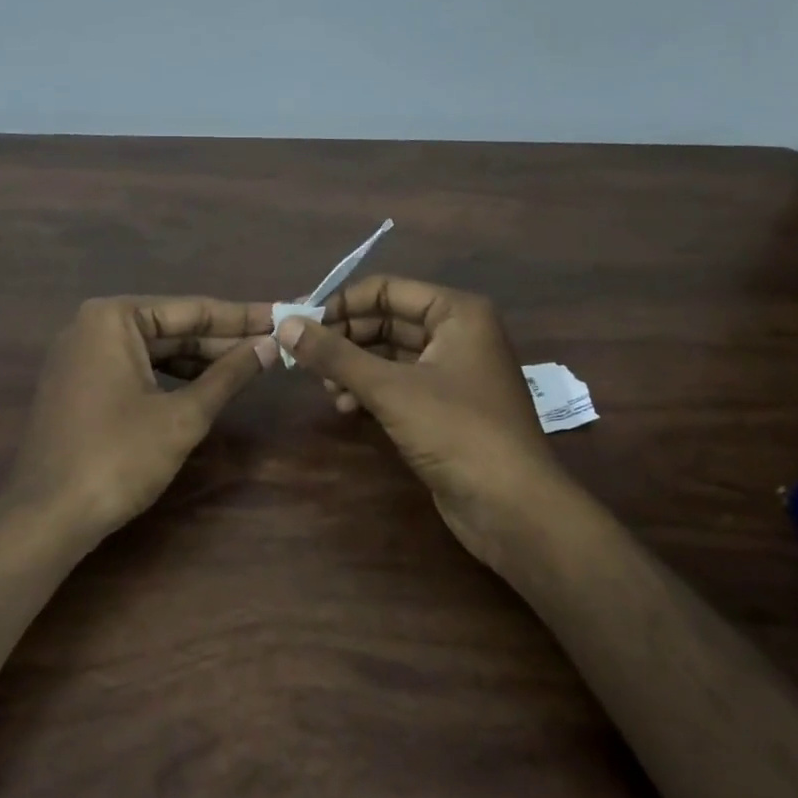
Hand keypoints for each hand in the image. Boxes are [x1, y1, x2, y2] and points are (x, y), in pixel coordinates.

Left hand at [9, 297, 276, 535]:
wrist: (46, 518)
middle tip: (276, 341)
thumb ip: (229, 375)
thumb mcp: (183, 416)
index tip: (283, 315)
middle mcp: (92, 326)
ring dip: (201, 359)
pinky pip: (136, 369)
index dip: (243, 317)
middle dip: (223, 339)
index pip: (192, 309)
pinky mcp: (80, 385)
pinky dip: (172, 377)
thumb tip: (271, 345)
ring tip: (252, 362)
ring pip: (155, 350)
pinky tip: (207, 385)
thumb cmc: (118, 458)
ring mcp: (82, 356)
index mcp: (113, 318)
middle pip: (173, 327)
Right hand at [274, 277, 561, 563]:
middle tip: (306, 359)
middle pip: (387, 320)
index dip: (342, 304)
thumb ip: (335, 355)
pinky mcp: (446, 406)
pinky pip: (400, 383)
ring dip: (354, 366)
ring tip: (325, 387)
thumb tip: (285, 324)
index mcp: (456, 313)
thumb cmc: (456, 431)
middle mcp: (458, 333)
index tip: (301, 325)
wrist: (513, 508)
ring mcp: (453, 371)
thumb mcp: (390, 389)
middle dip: (345, 339)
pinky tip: (346, 407)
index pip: (386, 290)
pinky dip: (371, 390)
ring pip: (391, 354)